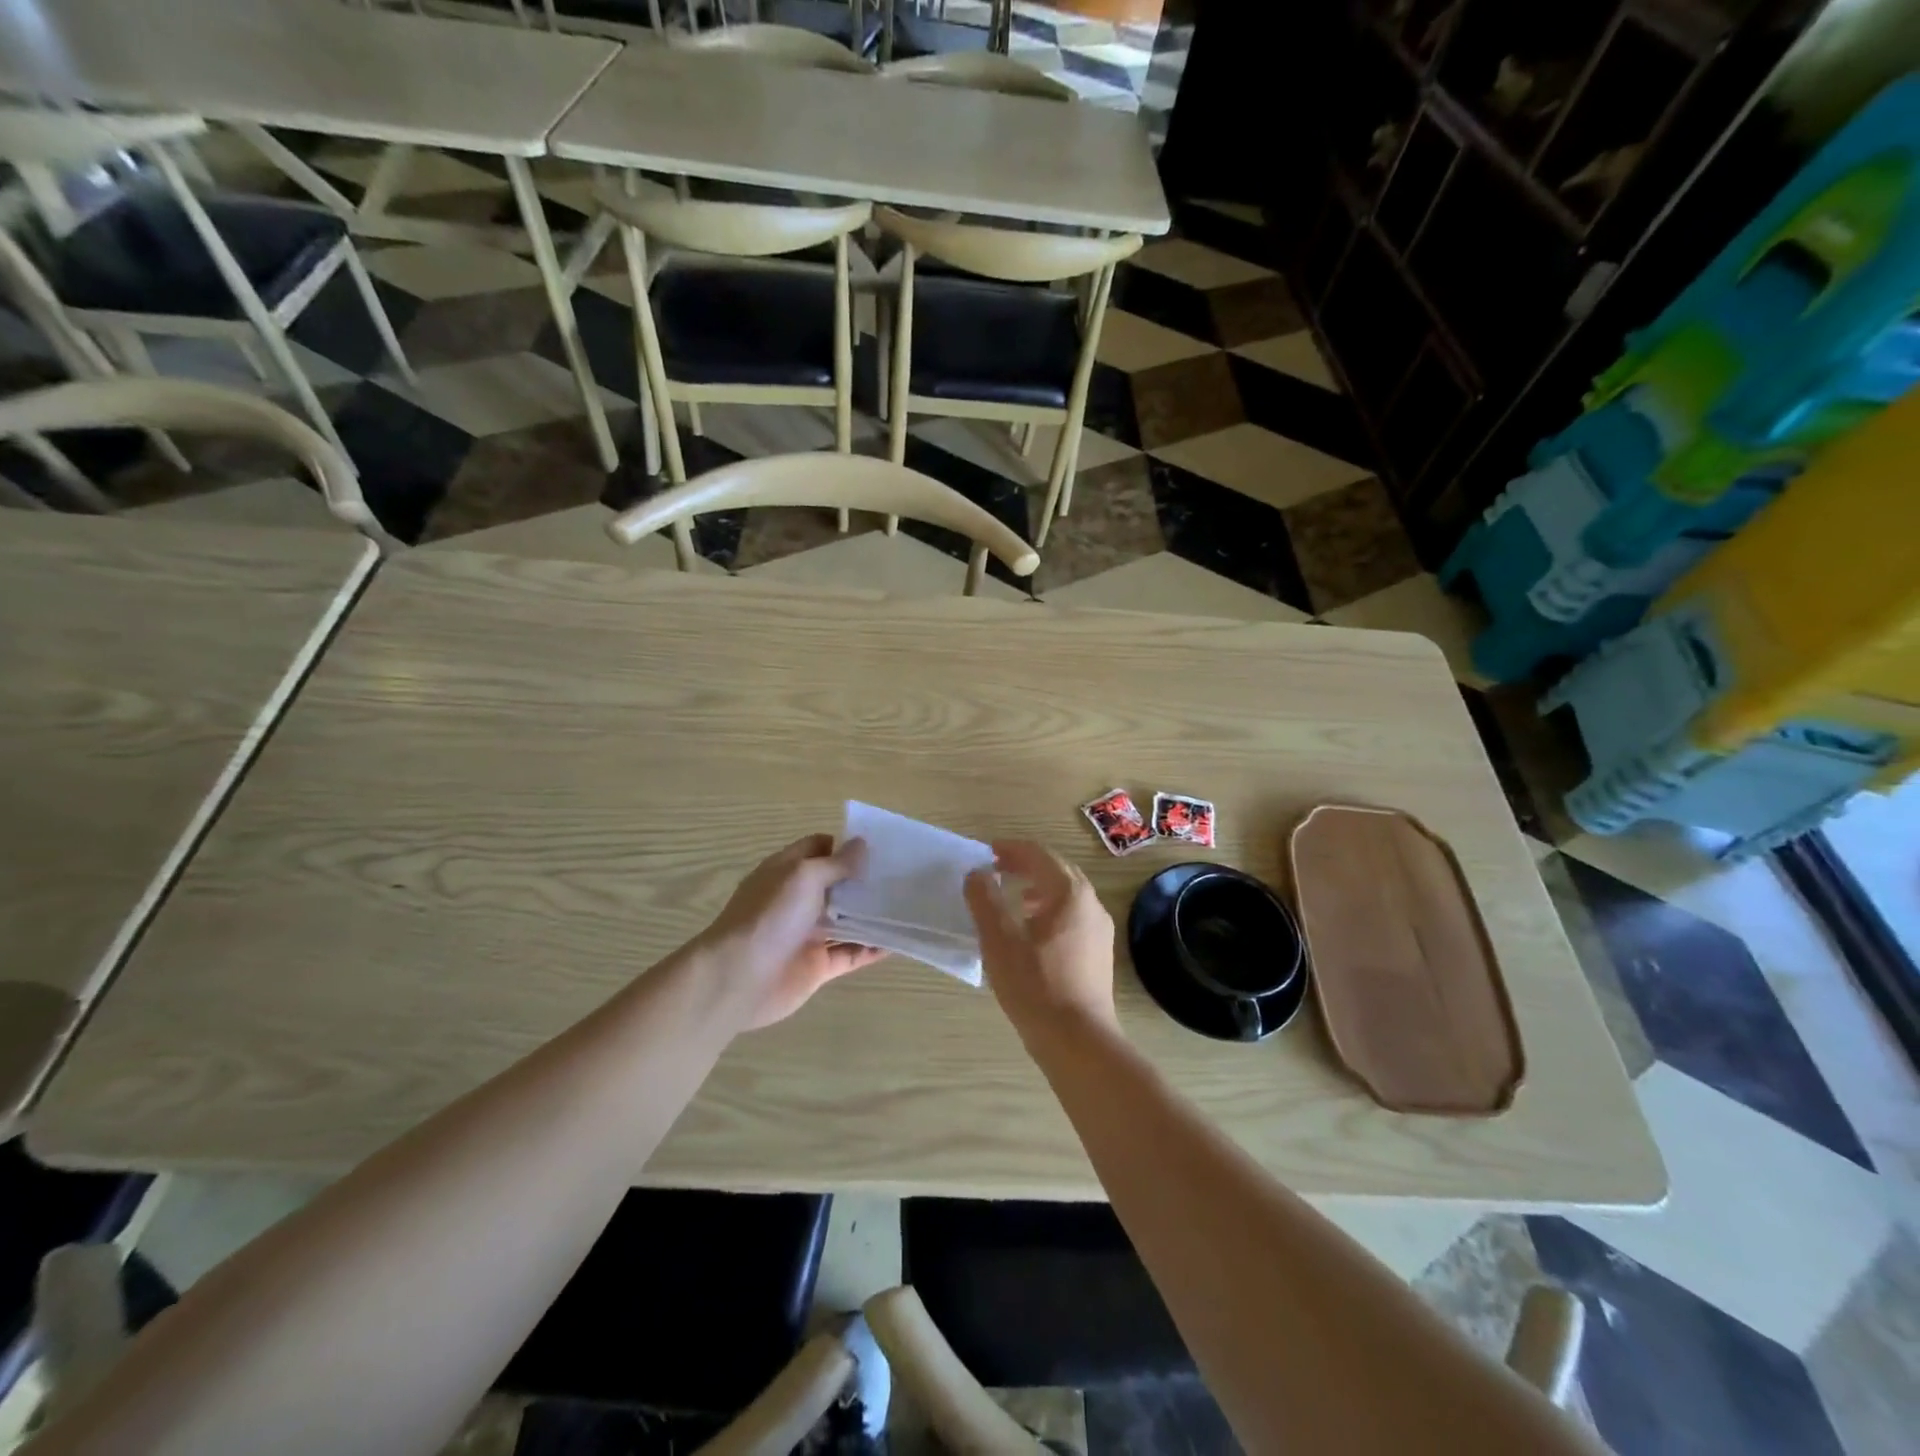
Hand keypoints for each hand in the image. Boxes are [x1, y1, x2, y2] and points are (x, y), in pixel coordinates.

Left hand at [699, 834, 888, 1028]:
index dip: (845, 846)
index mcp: (788, 872)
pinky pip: (850, 954)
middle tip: (902, 875)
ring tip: (907, 907)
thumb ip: (836, 863)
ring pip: (846, 921)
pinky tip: (898, 943)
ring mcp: (808, 934)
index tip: (879, 847)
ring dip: (872, 915)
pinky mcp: (817, 966)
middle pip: (836, 885)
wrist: (739, 978)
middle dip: (865, 880)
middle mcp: (798, 900)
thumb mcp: (804, 876)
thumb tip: (861, 845)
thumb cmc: (770, 915)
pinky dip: (872, 949)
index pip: (819, 848)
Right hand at [964, 840, 1117, 1044]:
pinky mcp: (1099, 950)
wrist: (1078, 1040)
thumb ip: (985, 900)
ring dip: (1037, 887)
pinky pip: (1073, 914)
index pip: (1038, 854)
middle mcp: (1091, 903)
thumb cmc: (1035, 986)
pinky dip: (1050, 908)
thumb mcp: (999, 941)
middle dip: (1025, 865)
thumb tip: (976, 873)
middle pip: (1056, 869)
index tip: (986, 852)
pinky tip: (1031, 930)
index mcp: (1069, 893)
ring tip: (1011, 897)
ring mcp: (1099, 928)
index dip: (1010, 849)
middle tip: (996, 869)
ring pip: (1066, 893)